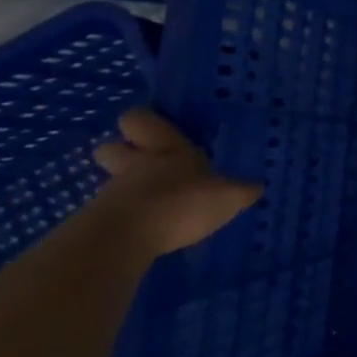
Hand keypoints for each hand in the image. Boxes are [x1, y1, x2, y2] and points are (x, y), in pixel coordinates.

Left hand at [93, 109, 261, 255]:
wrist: (128, 238)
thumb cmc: (182, 201)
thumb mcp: (228, 196)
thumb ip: (240, 191)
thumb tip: (257, 187)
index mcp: (165, 148)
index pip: (140, 119)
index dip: (145, 122)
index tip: (155, 129)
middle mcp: (135, 164)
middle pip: (111, 148)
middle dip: (122, 153)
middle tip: (144, 164)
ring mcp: (112, 193)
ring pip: (113, 182)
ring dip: (128, 190)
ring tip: (152, 205)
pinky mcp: (99, 223)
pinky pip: (111, 213)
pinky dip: (126, 219)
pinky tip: (146, 231)